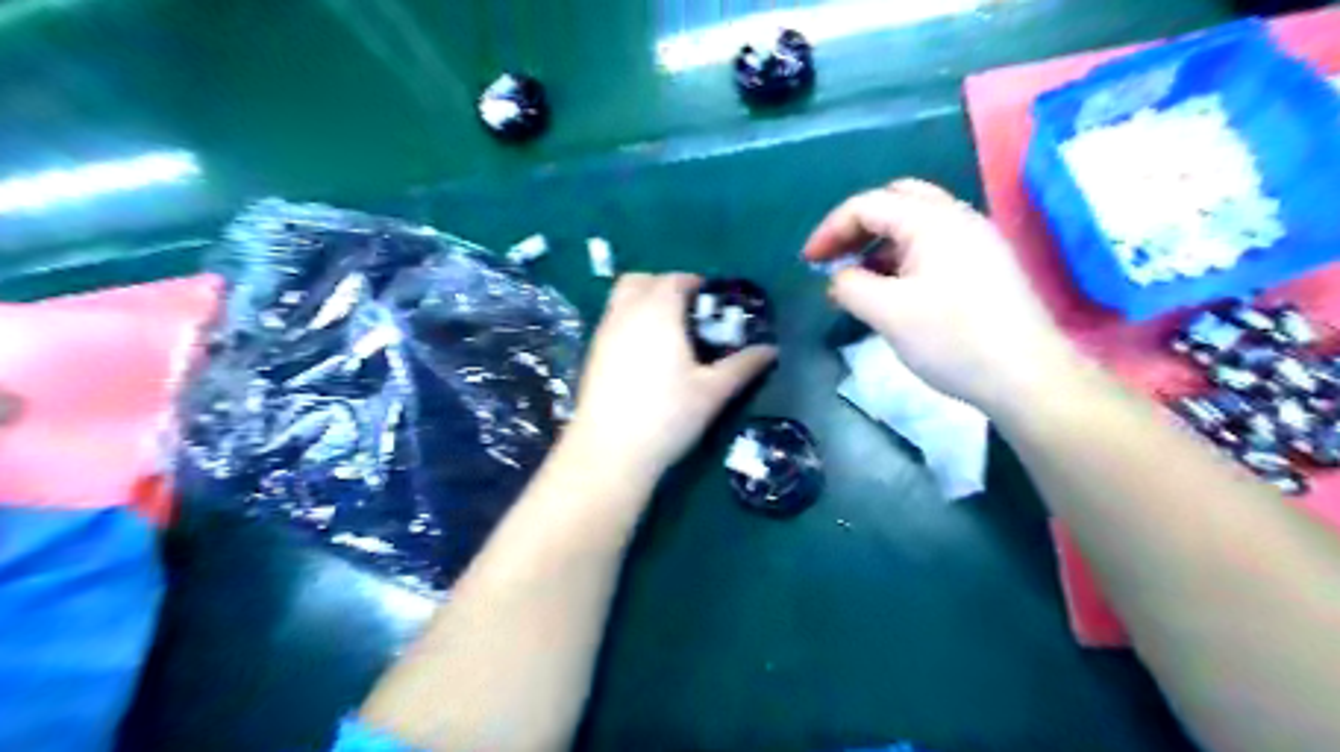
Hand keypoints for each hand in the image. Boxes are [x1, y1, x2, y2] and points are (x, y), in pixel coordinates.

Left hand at [563, 272, 775, 479]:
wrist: (610, 451)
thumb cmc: (667, 416)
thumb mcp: (713, 391)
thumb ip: (742, 365)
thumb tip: (771, 350)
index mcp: (658, 312)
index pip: (674, 280)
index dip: (694, 283)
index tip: (711, 302)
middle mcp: (625, 313)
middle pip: (640, 280)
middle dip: (664, 286)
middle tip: (687, 312)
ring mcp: (603, 333)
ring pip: (620, 299)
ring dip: (643, 302)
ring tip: (668, 333)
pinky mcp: (591, 354)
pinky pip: (611, 321)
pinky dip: (629, 322)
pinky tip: (645, 356)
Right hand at [800, 175, 1074, 411]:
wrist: (1026, 377)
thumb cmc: (953, 339)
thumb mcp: (887, 313)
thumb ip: (849, 286)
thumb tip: (837, 278)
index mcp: (933, 220)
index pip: (868, 205)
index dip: (830, 229)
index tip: (808, 262)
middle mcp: (957, 218)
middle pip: (896, 201)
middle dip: (858, 226)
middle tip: (836, 257)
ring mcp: (976, 241)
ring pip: (916, 225)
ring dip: (880, 243)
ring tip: (858, 280)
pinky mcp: (985, 266)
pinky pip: (934, 246)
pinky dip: (903, 258)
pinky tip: (893, 291)